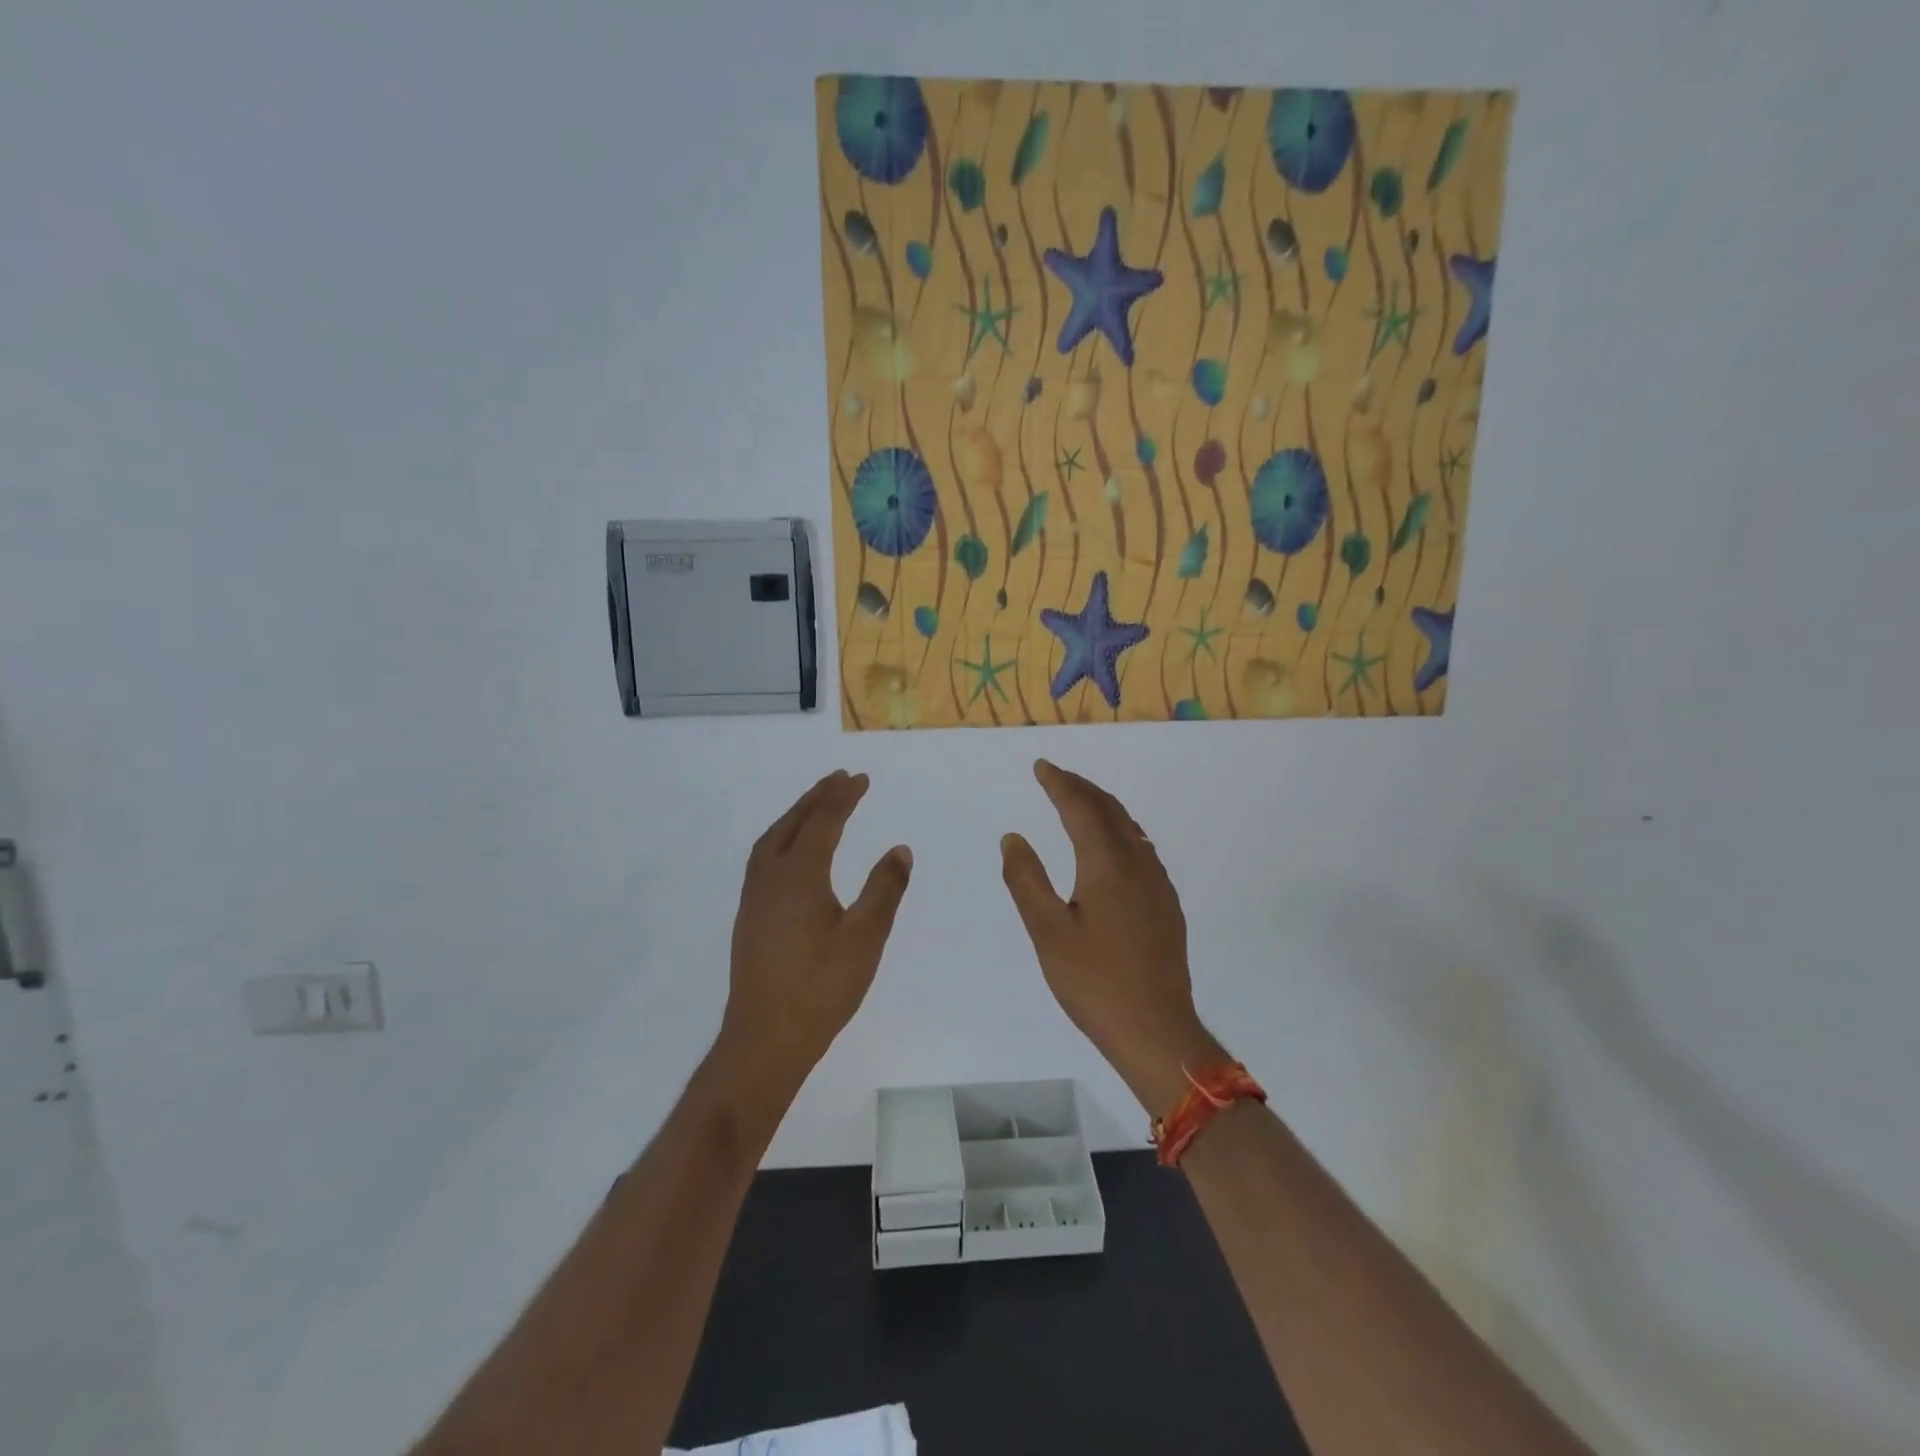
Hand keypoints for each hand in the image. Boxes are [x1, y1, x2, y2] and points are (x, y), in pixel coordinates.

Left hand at [718, 771, 911, 1083]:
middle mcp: (770, 877)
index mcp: (799, 875)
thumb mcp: (866, 937)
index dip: (843, 798)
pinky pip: (764, 859)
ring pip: (772, 840)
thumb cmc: (821, 987)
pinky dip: (782, 839)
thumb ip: (884, 889)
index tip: (860, 778)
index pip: (823, 822)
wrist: (765, 1039)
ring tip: (814, 805)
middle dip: (816, 798)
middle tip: (837, 779)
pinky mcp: (749, 919)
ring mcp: (754, 898)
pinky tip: (792, 855)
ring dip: (794, 816)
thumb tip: (899, 849)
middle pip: (792, 824)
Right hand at [1000, 760, 1226, 1113]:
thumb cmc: (1094, 983)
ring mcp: (1158, 885)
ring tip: (1079, 802)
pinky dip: (1120, 831)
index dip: (1059, 783)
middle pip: (1110, 810)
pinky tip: (1110, 847)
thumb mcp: (1047, 933)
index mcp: (1107, 865)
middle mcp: (1138, 864)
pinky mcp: (1166, 905)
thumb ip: (1026, 880)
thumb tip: (1013, 837)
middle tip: (1056, 776)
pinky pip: (1142, 849)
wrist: (1156, 1031)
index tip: (1041, 766)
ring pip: (1130, 828)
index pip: (1081, 808)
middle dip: (1082, 788)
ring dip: (1103, 807)